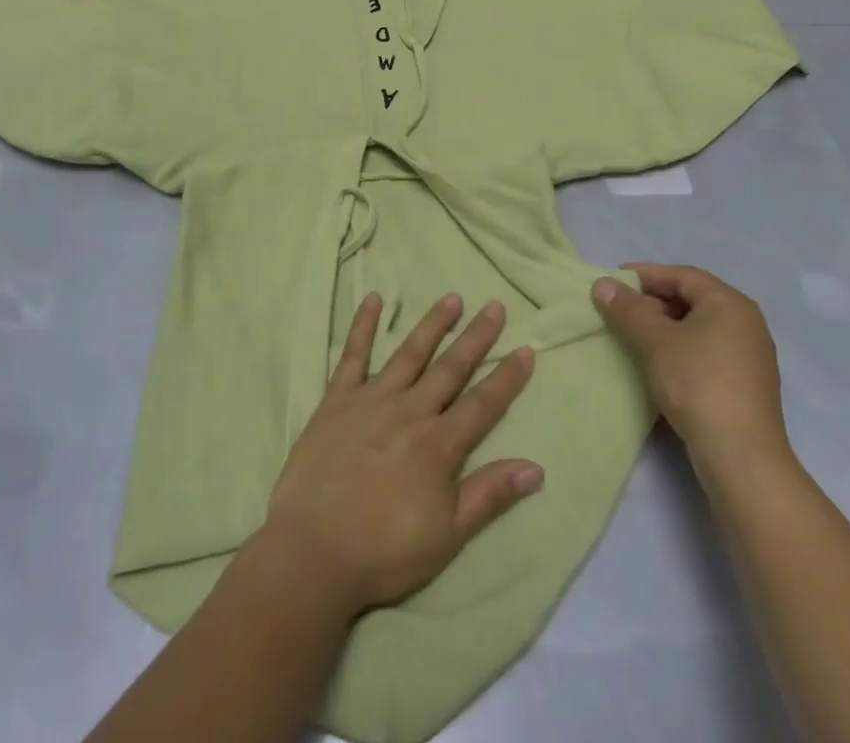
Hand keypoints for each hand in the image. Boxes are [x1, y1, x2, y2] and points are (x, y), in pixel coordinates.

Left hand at [259, 292, 541, 617]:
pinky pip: (353, 355)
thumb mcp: (447, 535)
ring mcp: (372, 400)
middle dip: (475, 338)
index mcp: (439, 445)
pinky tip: (373, 299)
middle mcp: (410, 411)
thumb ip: (489, 495)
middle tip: (494, 307)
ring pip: (409, 353)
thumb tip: (535, 467)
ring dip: (432, 325)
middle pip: (450, 368)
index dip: (506, 378)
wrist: (314, 549)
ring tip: (451, 298)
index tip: (526, 349)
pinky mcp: (337, 400)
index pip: (482, 404)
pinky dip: (363, 325)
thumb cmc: (384, 551)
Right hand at [592, 264, 792, 489]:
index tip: (613, 281)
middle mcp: (745, 322)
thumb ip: (628, 309)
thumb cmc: (698, 384)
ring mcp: (749, 355)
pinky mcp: (745, 384)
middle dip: (653, 301)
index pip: (682, 275)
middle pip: (692, 298)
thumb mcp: (656, 342)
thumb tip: (602, 284)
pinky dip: (679, 348)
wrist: (742, 458)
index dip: (645, 274)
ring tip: (632, 335)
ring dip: (664, 326)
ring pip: (698, 327)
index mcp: (730, 303)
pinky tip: (657, 362)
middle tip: (619, 309)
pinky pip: (706, 350)